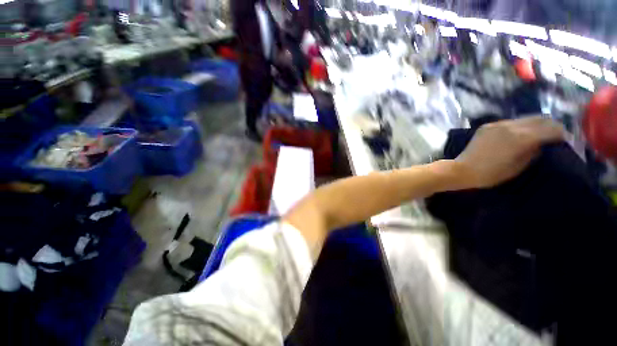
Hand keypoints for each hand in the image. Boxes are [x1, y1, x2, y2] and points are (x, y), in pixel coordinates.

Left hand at [454, 116, 564, 188]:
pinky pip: (510, 122)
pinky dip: (520, 126)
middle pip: (540, 118)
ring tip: (539, 134)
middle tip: (555, 136)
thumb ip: (534, 152)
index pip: (551, 128)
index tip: (565, 140)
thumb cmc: (491, 173)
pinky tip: (520, 134)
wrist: (462, 169)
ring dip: (536, 124)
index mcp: (522, 137)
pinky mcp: (487, 126)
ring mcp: (497, 124)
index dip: (561, 134)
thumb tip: (543, 143)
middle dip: (551, 126)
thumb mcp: (519, 166)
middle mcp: (511, 125)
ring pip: (525, 118)